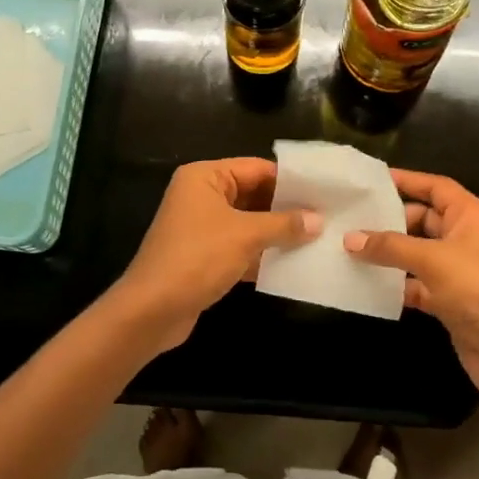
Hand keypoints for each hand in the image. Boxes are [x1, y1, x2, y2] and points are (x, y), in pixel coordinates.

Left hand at [112, 158, 318, 354]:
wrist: (152, 310)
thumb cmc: (197, 258)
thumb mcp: (245, 236)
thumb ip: (283, 224)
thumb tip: (318, 220)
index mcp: (204, 177)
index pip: (255, 168)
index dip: (289, 180)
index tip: (324, 191)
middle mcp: (201, 195)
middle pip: (252, 194)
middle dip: (286, 208)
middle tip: (326, 216)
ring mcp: (201, 227)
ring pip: (248, 222)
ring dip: (276, 232)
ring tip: (318, 238)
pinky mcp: (204, 256)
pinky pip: (239, 247)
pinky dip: (262, 254)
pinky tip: (292, 264)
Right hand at [344, 169, 478, 414]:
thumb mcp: (433, 260)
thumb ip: (390, 247)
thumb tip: (349, 238)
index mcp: (472, 216)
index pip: (436, 187)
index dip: (407, 180)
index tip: (370, 180)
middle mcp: (466, 238)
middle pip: (422, 220)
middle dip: (389, 221)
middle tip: (348, 220)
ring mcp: (458, 271)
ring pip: (416, 254)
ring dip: (388, 255)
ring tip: (347, 249)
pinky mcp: (450, 301)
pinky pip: (416, 284)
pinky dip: (395, 284)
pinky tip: (366, 284)